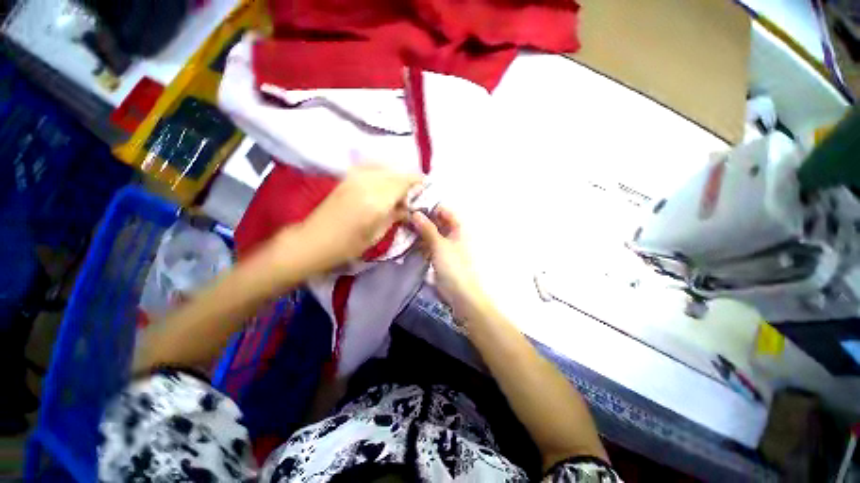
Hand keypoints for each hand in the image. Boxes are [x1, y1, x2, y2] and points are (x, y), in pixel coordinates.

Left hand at [297, 165, 421, 270]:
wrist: (314, 240)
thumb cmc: (348, 245)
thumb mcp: (377, 234)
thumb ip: (396, 215)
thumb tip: (409, 207)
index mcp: (377, 200)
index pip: (404, 181)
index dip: (418, 182)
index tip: (425, 188)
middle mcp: (367, 182)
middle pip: (396, 172)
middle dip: (408, 179)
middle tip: (414, 192)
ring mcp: (355, 177)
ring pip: (384, 167)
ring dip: (396, 175)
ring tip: (400, 189)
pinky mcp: (347, 177)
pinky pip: (371, 167)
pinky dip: (383, 171)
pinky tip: (384, 183)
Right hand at [411, 208, 491, 320]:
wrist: (460, 294)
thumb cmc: (453, 266)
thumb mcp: (439, 245)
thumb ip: (427, 228)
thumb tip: (415, 213)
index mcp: (458, 228)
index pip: (443, 210)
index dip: (429, 208)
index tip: (412, 207)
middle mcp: (453, 234)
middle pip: (437, 222)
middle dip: (422, 220)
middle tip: (404, 218)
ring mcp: (446, 246)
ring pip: (431, 233)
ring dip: (419, 231)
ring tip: (403, 228)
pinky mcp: (440, 257)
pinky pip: (429, 245)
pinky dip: (420, 242)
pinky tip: (408, 242)